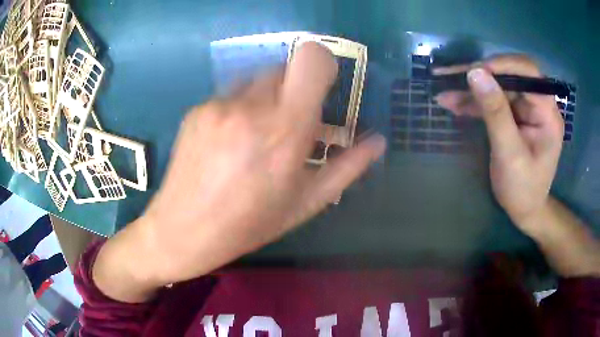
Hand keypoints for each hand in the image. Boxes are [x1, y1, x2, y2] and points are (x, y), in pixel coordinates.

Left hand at [93, 42, 385, 300]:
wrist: (183, 230)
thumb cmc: (249, 225)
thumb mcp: (305, 203)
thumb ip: (348, 167)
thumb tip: (377, 142)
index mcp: (285, 130)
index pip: (311, 59)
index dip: (322, 63)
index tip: (322, 87)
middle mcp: (250, 107)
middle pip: (285, 67)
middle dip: (294, 90)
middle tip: (289, 125)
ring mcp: (218, 105)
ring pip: (256, 79)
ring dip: (266, 99)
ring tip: (254, 137)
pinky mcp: (197, 109)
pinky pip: (229, 95)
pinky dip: (238, 109)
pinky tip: (227, 143)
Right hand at [434, 55, 563, 230]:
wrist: (525, 210)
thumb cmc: (522, 189)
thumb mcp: (509, 154)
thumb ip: (495, 113)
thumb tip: (475, 73)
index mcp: (547, 113)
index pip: (527, 73)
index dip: (501, 65)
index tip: (473, 70)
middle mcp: (538, 104)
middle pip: (509, 75)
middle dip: (480, 75)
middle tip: (449, 76)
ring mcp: (526, 109)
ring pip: (498, 87)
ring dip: (472, 89)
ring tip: (444, 93)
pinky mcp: (515, 116)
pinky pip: (494, 101)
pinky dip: (474, 102)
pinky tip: (454, 104)